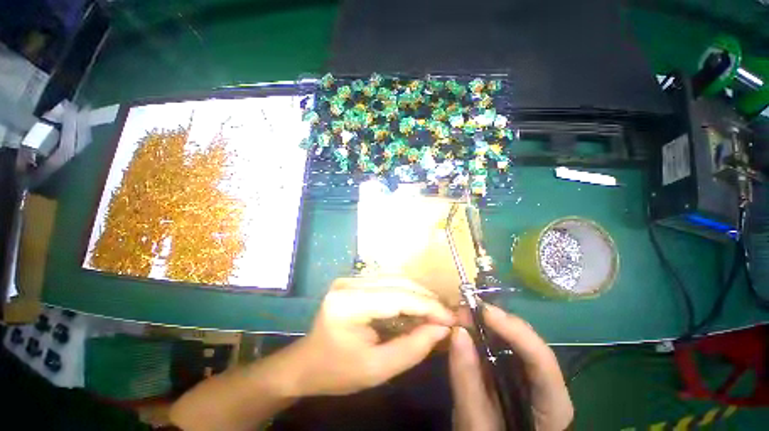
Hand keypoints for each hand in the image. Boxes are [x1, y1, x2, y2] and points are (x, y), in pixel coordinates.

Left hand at [286, 277, 454, 396]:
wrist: (306, 363)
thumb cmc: (338, 372)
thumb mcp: (377, 369)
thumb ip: (412, 348)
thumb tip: (442, 328)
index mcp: (348, 304)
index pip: (397, 297)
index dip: (428, 306)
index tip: (451, 318)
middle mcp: (349, 283)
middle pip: (397, 282)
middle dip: (426, 297)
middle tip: (446, 314)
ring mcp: (350, 278)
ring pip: (395, 278)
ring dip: (418, 292)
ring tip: (435, 310)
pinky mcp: (354, 280)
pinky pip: (387, 281)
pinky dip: (406, 292)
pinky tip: (416, 305)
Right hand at [449, 305, 572, 430]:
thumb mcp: (476, 424)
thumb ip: (468, 382)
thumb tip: (457, 331)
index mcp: (552, 403)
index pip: (541, 358)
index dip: (513, 329)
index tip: (483, 311)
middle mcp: (545, 382)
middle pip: (526, 341)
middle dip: (494, 321)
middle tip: (464, 309)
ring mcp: (528, 375)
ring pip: (511, 340)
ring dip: (485, 324)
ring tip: (462, 313)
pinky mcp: (512, 372)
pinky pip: (498, 346)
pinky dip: (481, 334)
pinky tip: (466, 327)